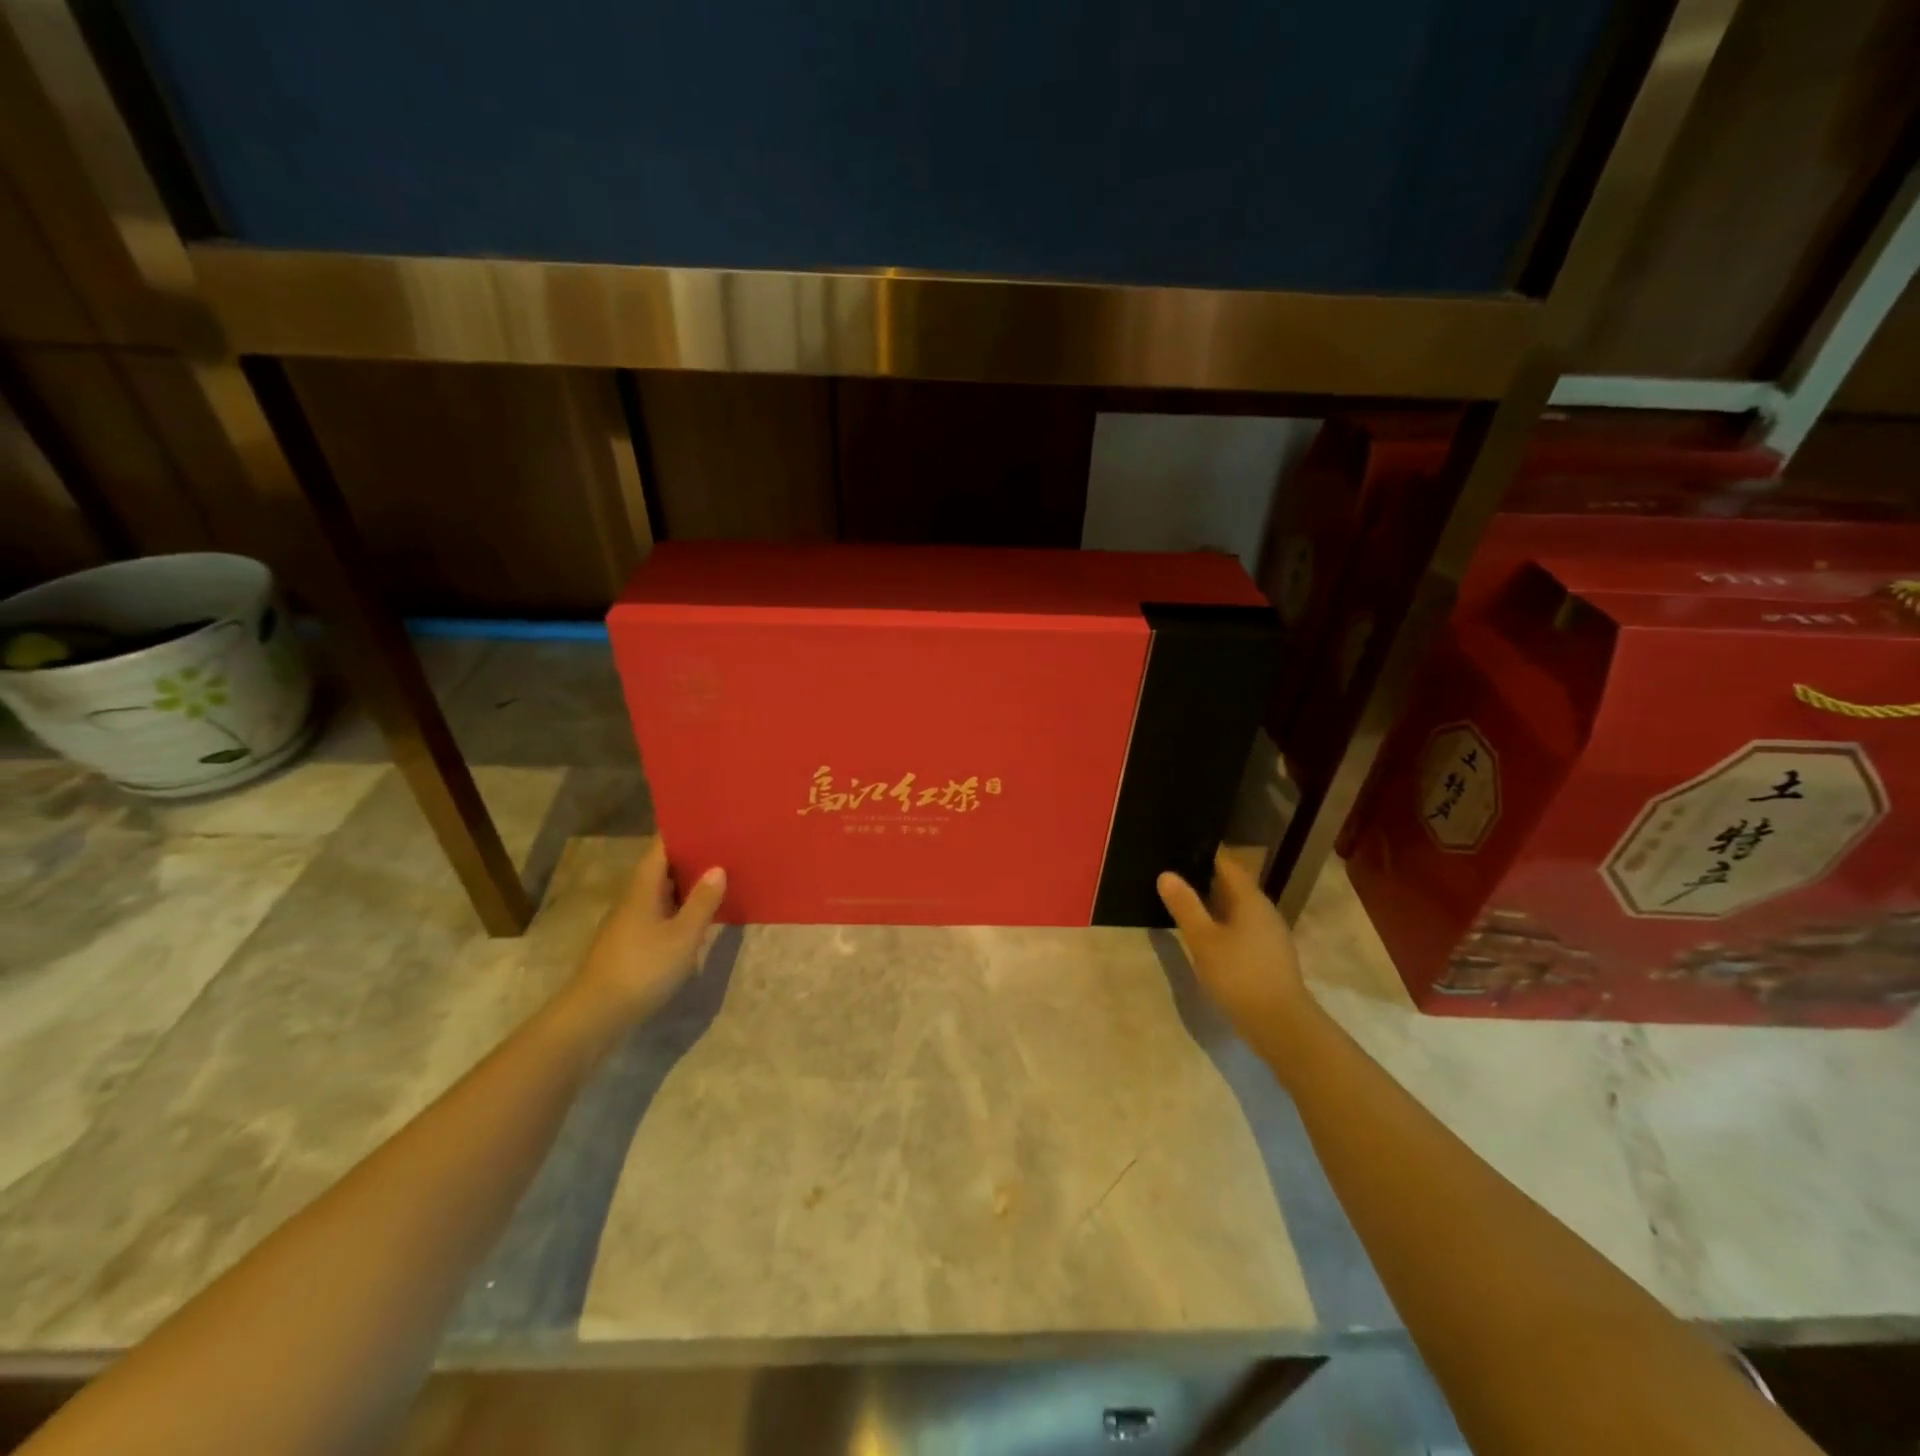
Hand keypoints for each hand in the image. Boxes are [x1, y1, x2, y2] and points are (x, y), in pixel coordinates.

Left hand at [572, 840, 726, 1023]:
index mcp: (643, 887)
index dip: (682, 831)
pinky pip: (658, 913)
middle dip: (689, 857)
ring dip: (685, 884)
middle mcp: (633, 898)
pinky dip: (678, 907)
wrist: (596, 1014)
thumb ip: (702, 902)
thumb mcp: (682, 936)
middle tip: (723, 847)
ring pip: (660, 892)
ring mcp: (628, 922)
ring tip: (718, 877)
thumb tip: (717, 868)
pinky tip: (696, 916)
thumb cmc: (642, 968)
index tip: (708, 820)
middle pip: (661, 868)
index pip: (661, 847)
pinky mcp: (629, 944)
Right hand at [1158, 850, 1316, 1059]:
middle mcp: (1264, 911)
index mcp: (1250, 899)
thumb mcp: (1203, 940)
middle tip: (1175, 875)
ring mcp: (1270, 935)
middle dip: (1206, 879)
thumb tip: (1167, 874)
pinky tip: (1207, 936)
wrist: (1281, 1025)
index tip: (1180, 850)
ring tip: (1185, 904)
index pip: (1227, 864)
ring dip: (1214, 904)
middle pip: (1234, 886)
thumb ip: (1185, 906)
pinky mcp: (1270, 956)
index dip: (1205, 855)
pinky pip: (1243, 928)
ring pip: (1238, 909)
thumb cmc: (1239, 975)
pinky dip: (1223, 925)